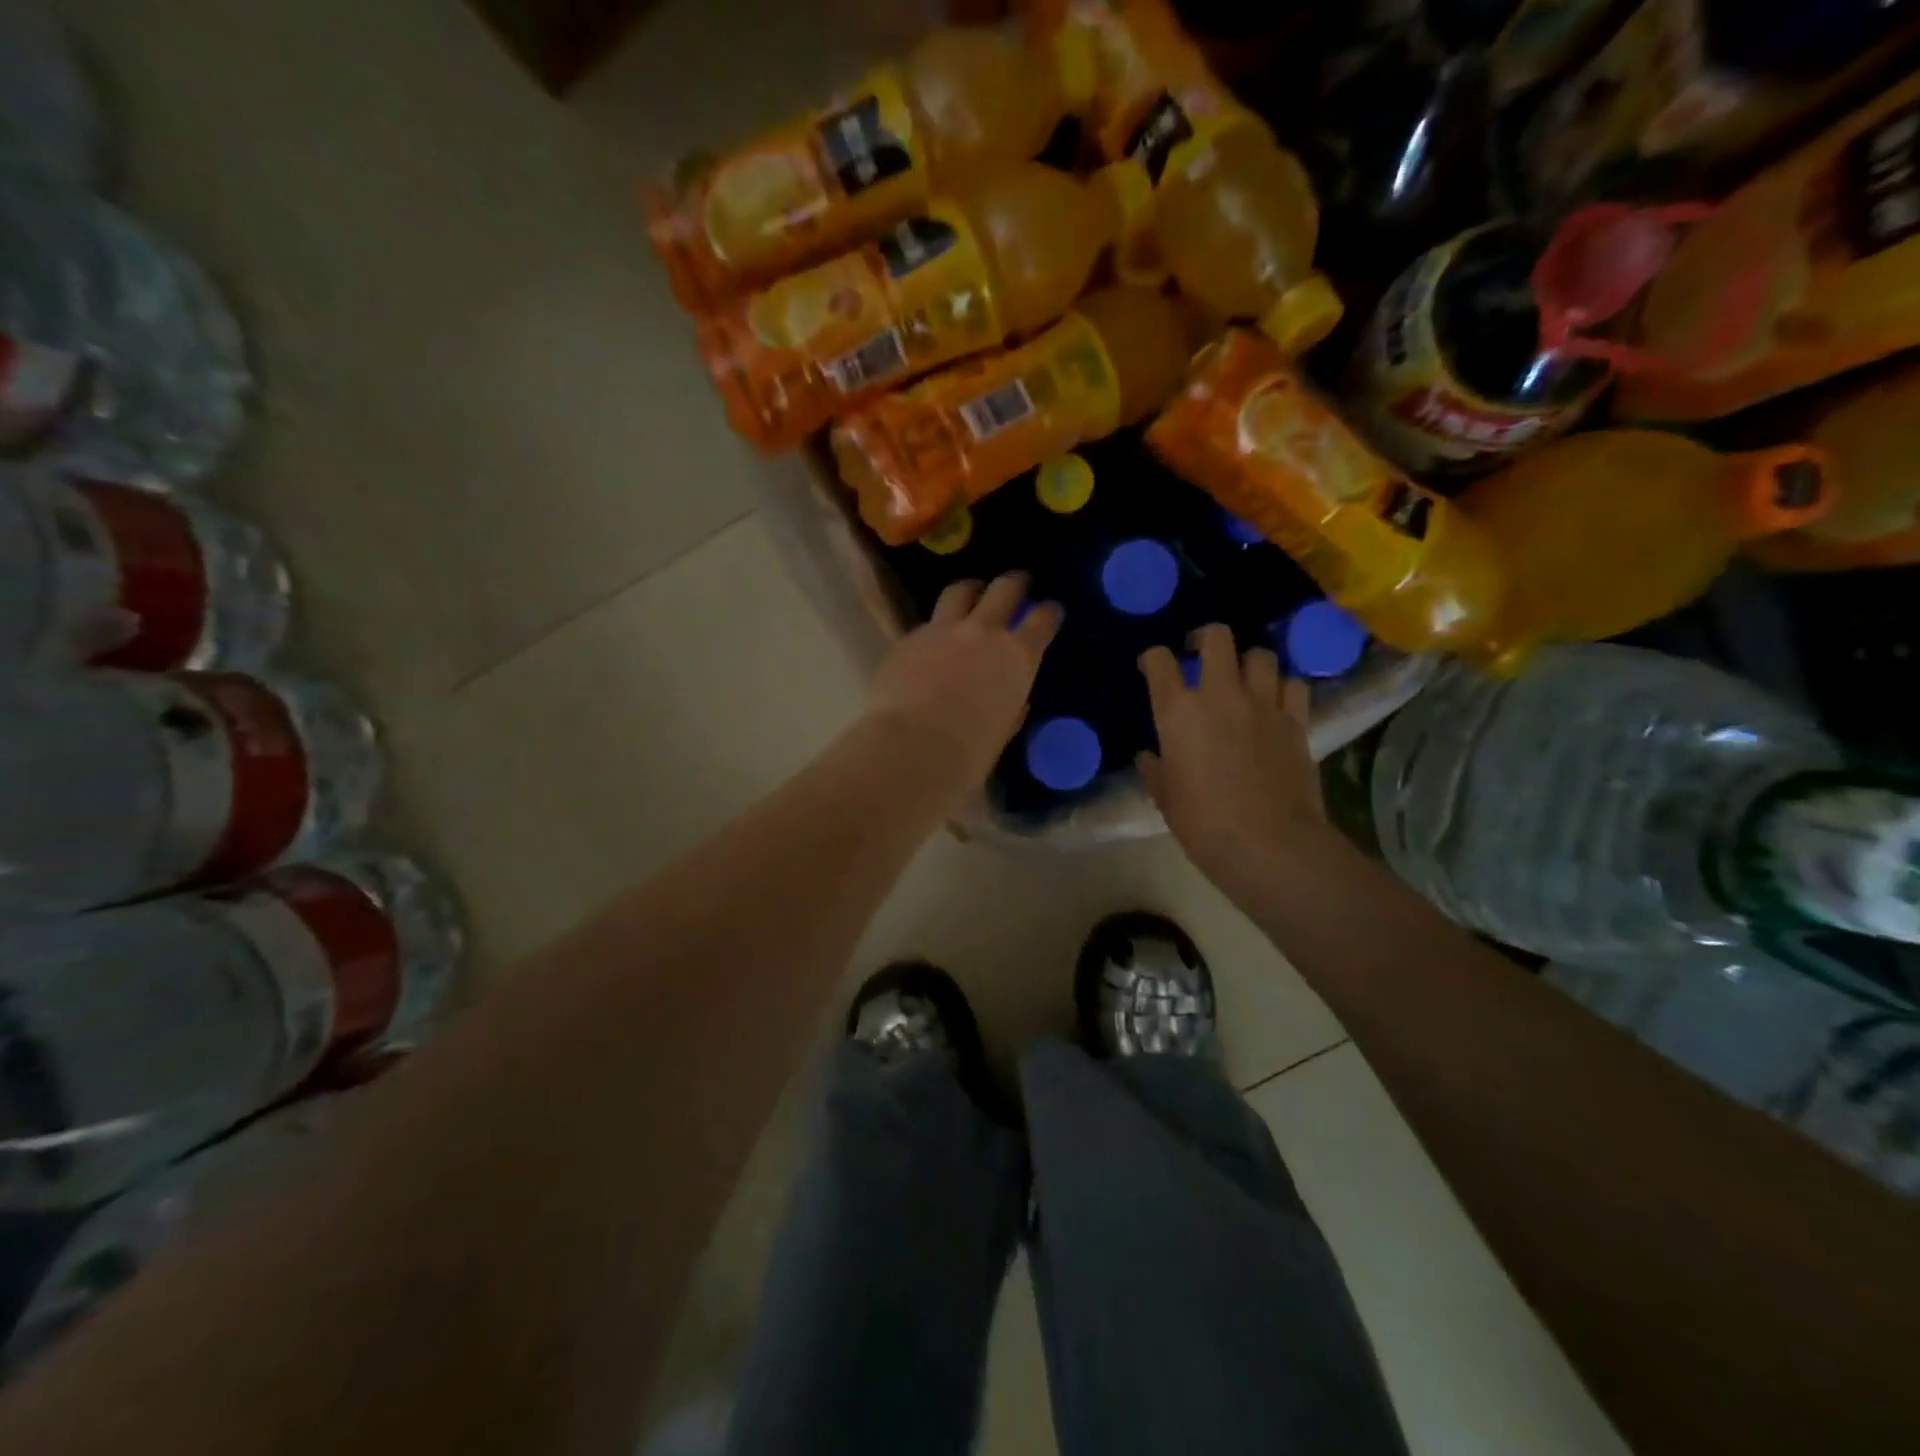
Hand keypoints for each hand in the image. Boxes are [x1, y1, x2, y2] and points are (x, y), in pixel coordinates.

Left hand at [866, 574, 1061, 793]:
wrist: (911, 747)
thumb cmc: (968, 753)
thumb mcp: (1002, 731)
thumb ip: (1010, 707)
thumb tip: (1013, 700)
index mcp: (1017, 657)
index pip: (1041, 621)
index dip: (1049, 612)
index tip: (1051, 610)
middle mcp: (983, 633)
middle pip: (1004, 589)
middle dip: (1014, 583)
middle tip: (1018, 582)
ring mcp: (942, 630)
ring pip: (959, 591)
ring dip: (971, 590)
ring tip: (972, 592)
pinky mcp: (908, 638)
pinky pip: (927, 622)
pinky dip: (936, 626)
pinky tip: (932, 640)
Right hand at [1137, 624, 1326, 888]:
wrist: (1268, 844)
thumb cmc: (1203, 824)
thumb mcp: (1165, 798)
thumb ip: (1155, 769)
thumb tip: (1150, 757)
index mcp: (1178, 712)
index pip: (1160, 662)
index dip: (1152, 658)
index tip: (1152, 666)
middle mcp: (1220, 695)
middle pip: (1217, 637)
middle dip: (1205, 638)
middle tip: (1200, 654)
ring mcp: (1263, 704)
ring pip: (1261, 655)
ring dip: (1248, 662)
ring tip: (1242, 678)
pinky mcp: (1297, 721)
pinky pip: (1293, 685)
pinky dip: (1282, 687)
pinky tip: (1276, 702)